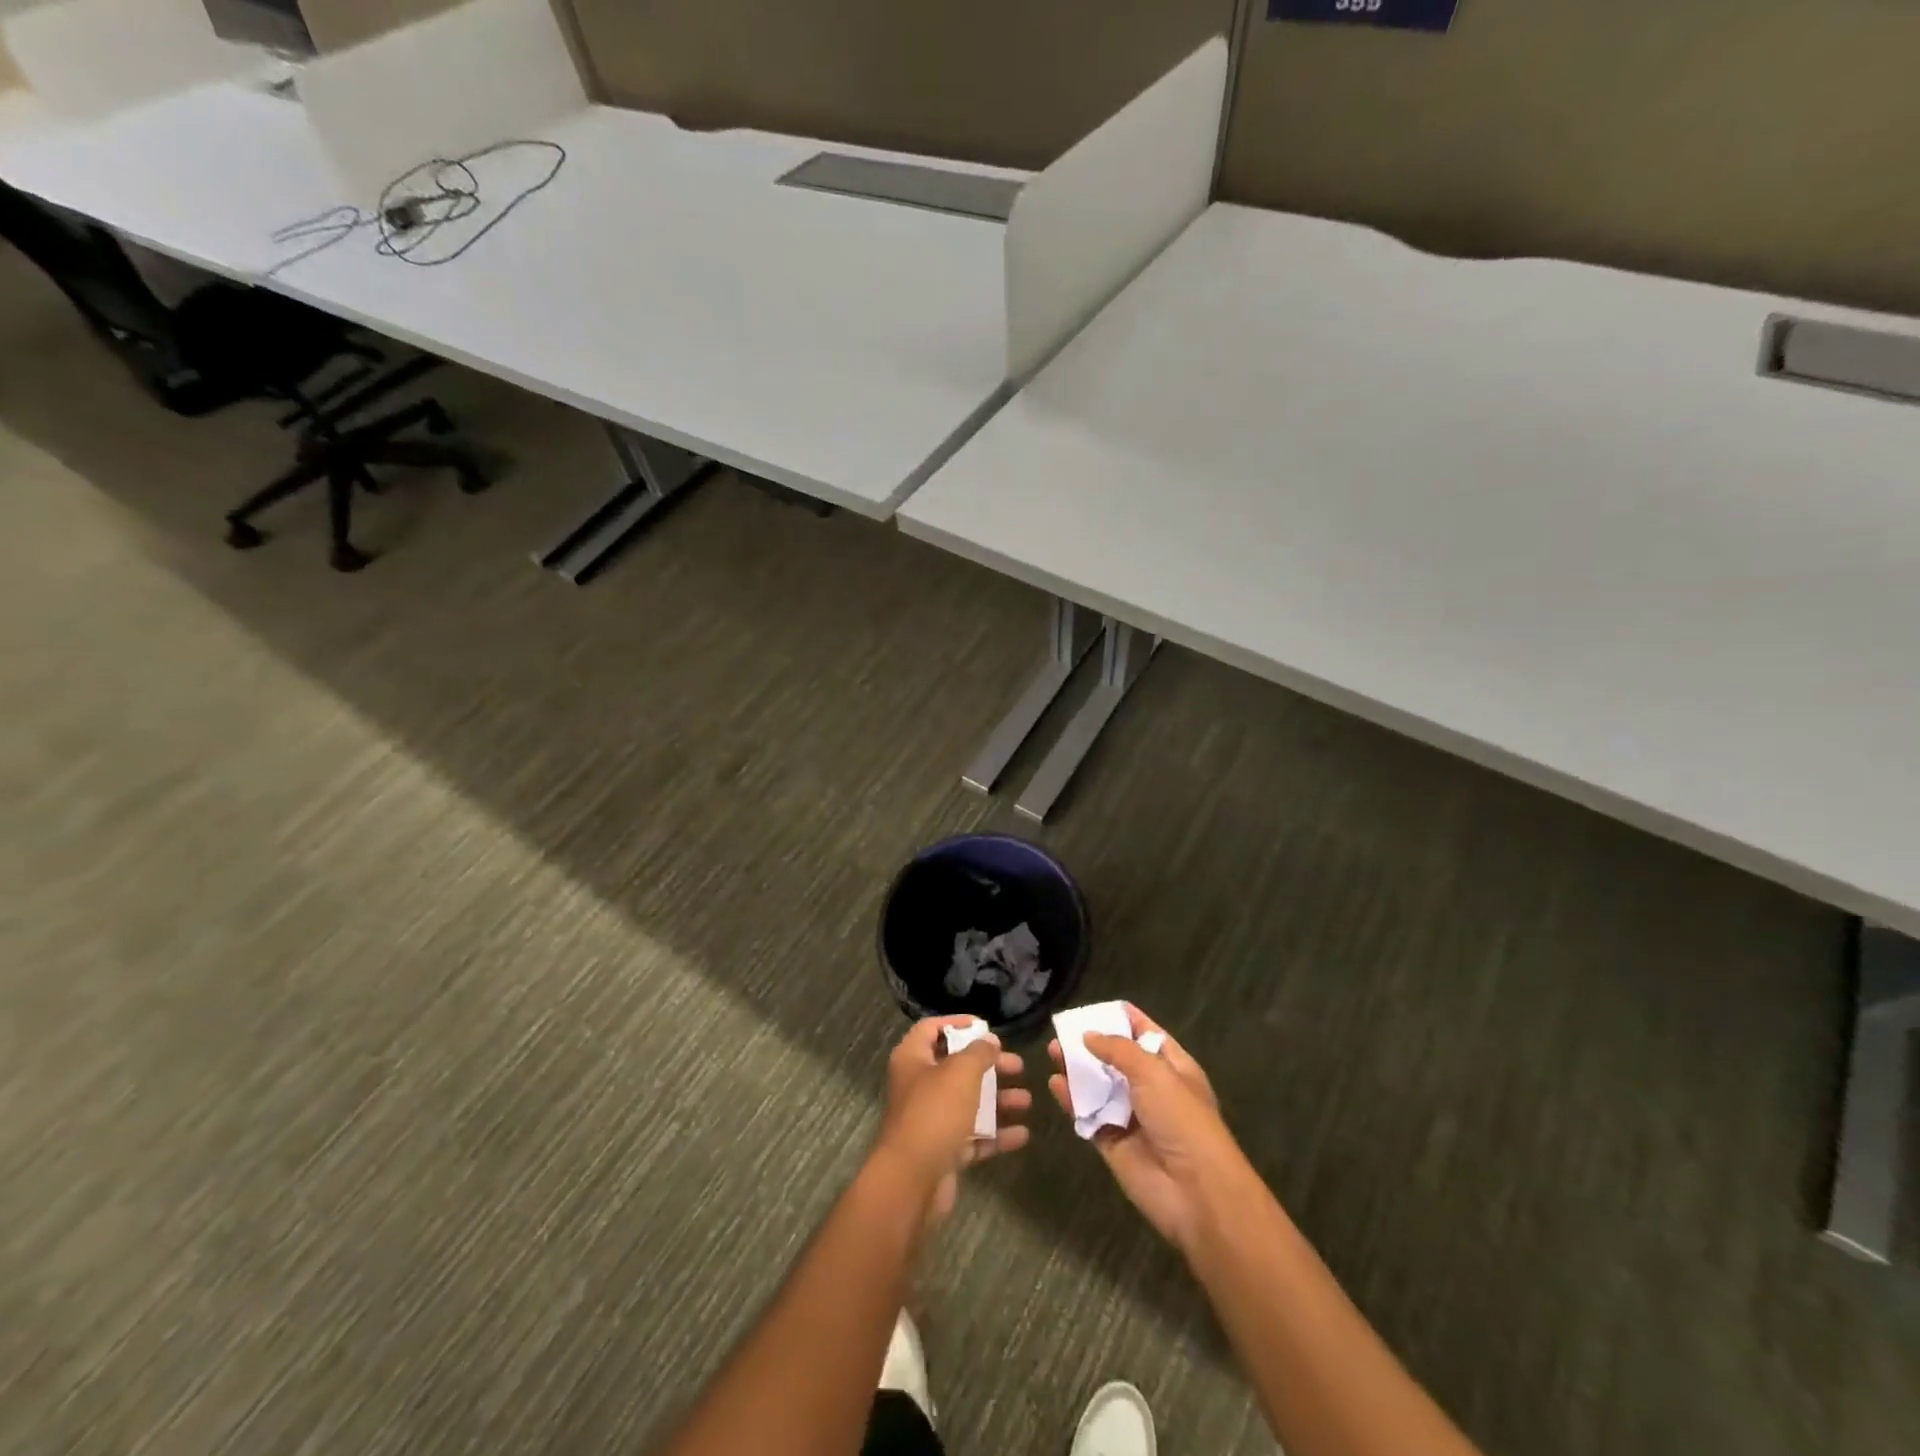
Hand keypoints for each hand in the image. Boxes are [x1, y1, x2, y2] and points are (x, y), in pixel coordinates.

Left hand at [875, 1016, 1030, 1224]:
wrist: (912, 1181)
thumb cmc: (934, 1112)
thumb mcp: (961, 1072)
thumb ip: (978, 1052)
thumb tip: (989, 1041)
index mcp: (913, 1059)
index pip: (932, 1029)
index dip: (956, 1023)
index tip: (985, 1026)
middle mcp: (919, 1085)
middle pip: (957, 1067)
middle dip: (989, 1066)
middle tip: (1018, 1066)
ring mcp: (931, 1120)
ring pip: (968, 1103)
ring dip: (998, 1100)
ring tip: (1026, 1101)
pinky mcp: (943, 1150)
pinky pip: (973, 1136)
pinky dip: (996, 1134)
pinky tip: (1022, 1134)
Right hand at [1049, 1004, 1246, 1253]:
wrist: (1195, 1191)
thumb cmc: (1181, 1120)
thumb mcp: (1154, 1072)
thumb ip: (1118, 1050)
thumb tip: (1088, 1035)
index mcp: (1173, 1067)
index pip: (1145, 1033)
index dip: (1122, 1019)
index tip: (1094, 1007)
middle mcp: (1152, 1089)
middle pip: (1117, 1059)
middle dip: (1092, 1043)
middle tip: (1062, 1030)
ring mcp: (1131, 1116)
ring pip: (1099, 1085)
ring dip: (1077, 1069)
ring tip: (1052, 1051)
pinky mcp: (1112, 1141)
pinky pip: (1088, 1114)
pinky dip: (1071, 1100)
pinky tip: (1054, 1084)